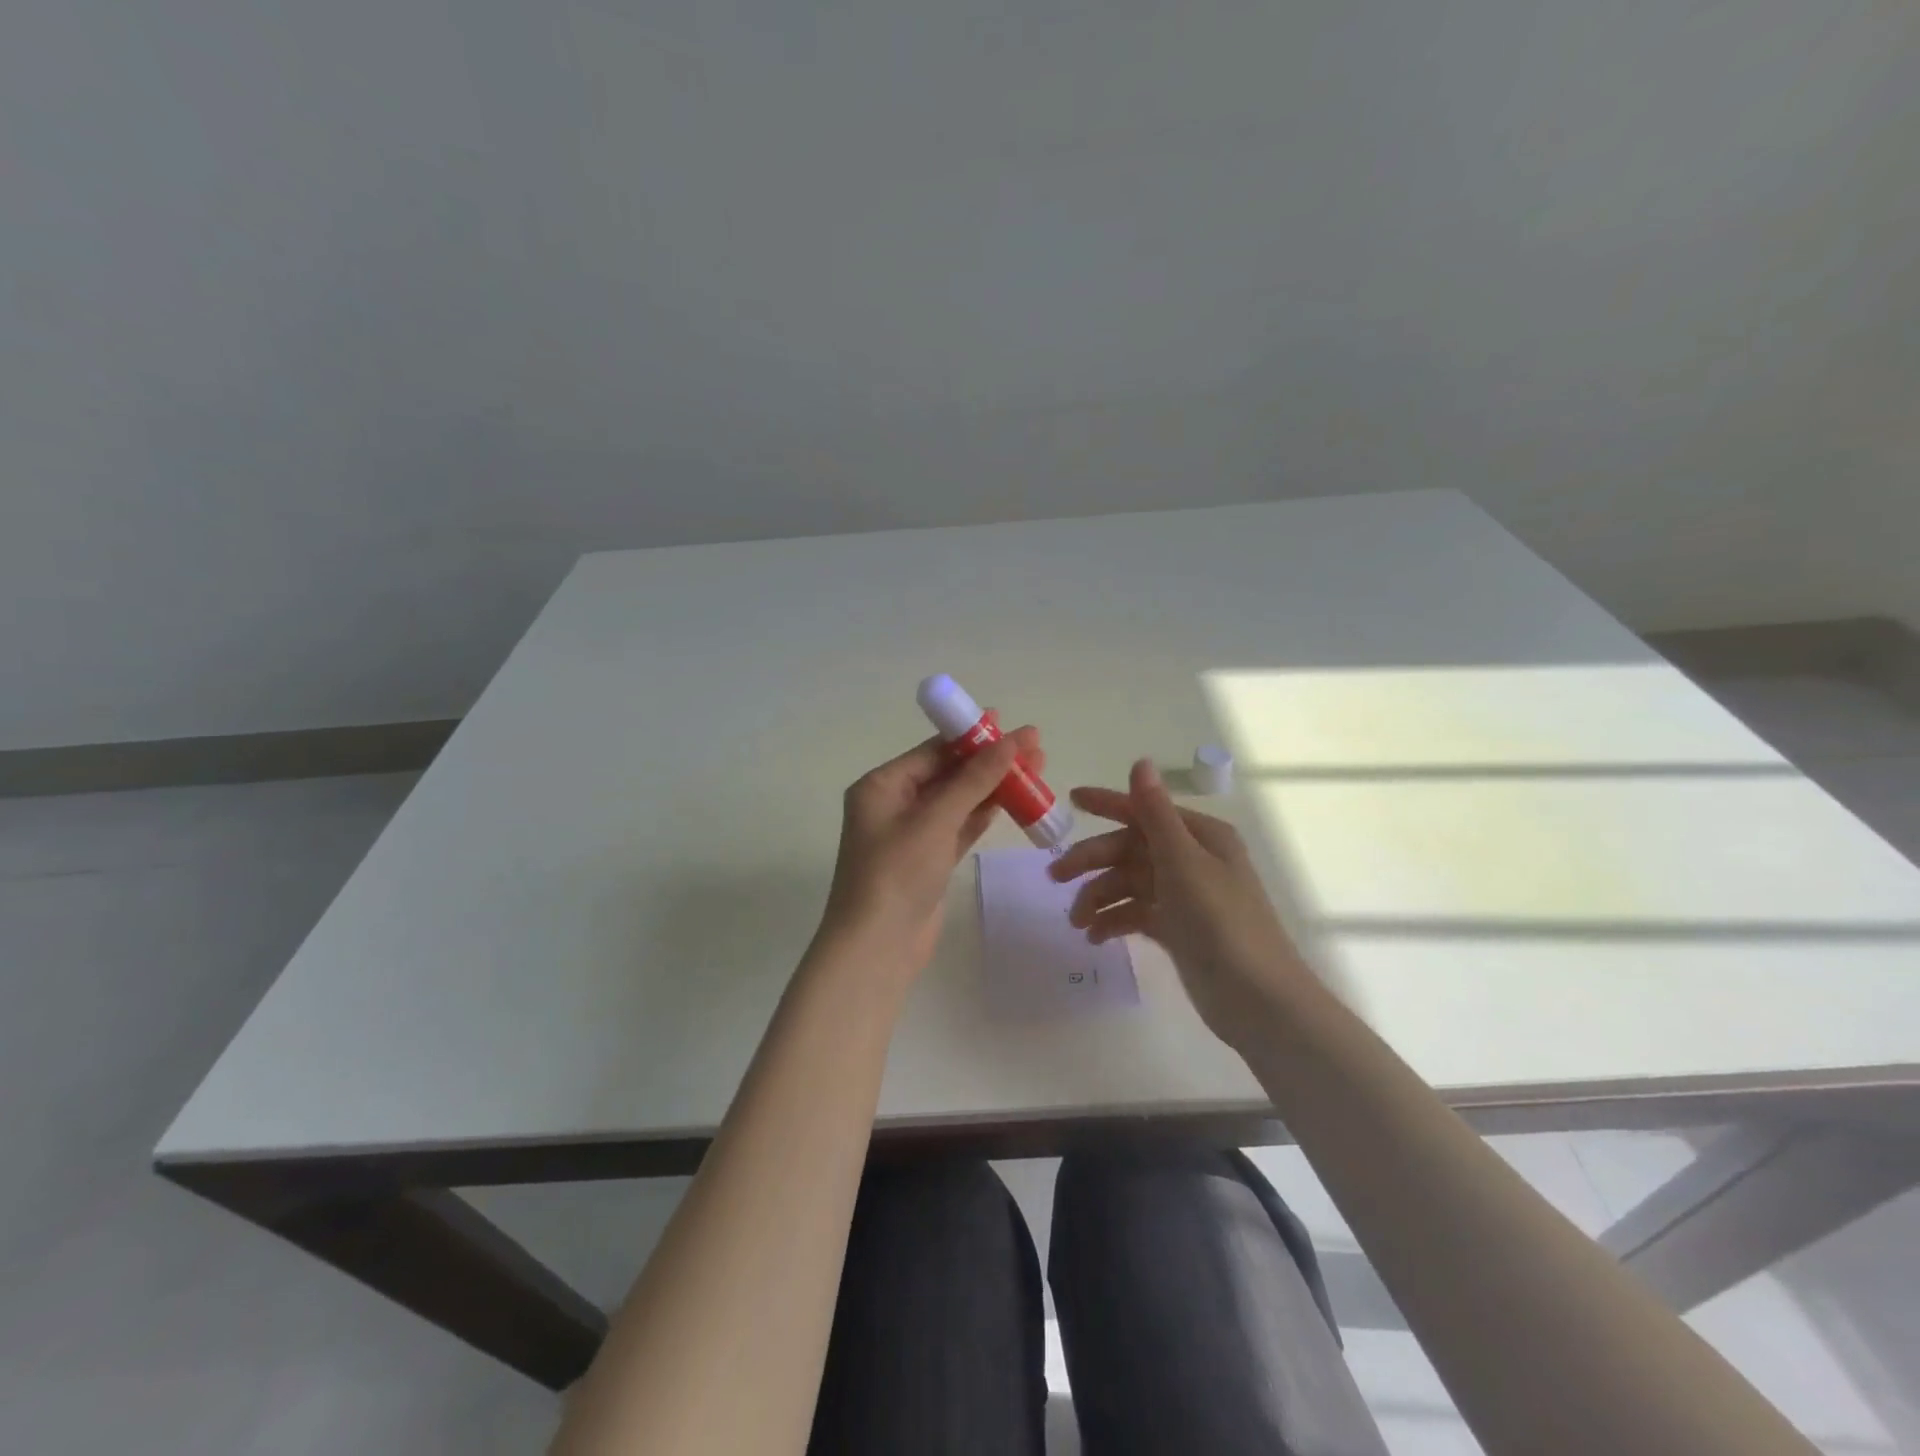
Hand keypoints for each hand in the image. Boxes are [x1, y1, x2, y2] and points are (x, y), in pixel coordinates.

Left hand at [821, 723, 1043, 971]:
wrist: (877, 948)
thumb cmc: (897, 874)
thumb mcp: (935, 820)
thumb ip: (974, 779)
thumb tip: (1010, 740)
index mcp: (881, 786)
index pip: (932, 751)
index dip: (972, 735)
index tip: (1009, 723)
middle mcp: (894, 804)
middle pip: (948, 772)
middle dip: (989, 760)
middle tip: (1034, 746)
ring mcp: (912, 833)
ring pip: (958, 800)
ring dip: (993, 786)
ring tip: (1036, 768)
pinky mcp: (928, 859)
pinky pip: (960, 827)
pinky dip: (984, 814)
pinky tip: (1015, 800)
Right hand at [1049, 758, 1315, 1052]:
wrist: (1257, 1000)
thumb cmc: (1221, 922)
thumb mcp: (1183, 862)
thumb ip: (1155, 814)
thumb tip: (1141, 762)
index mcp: (1199, 836)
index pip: (1144, 811)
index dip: (1107, 804)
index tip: (1070, 800)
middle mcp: (1192, 860)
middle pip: (1130, 849)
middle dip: (1092, 861)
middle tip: (1055, 877)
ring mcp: (1185, 896)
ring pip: (1130, 884)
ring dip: (1099, 897)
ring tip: (1077, 922)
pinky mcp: (1178, 929)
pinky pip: (1137, 913)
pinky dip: (1115, 921)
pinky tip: (1095, 937)